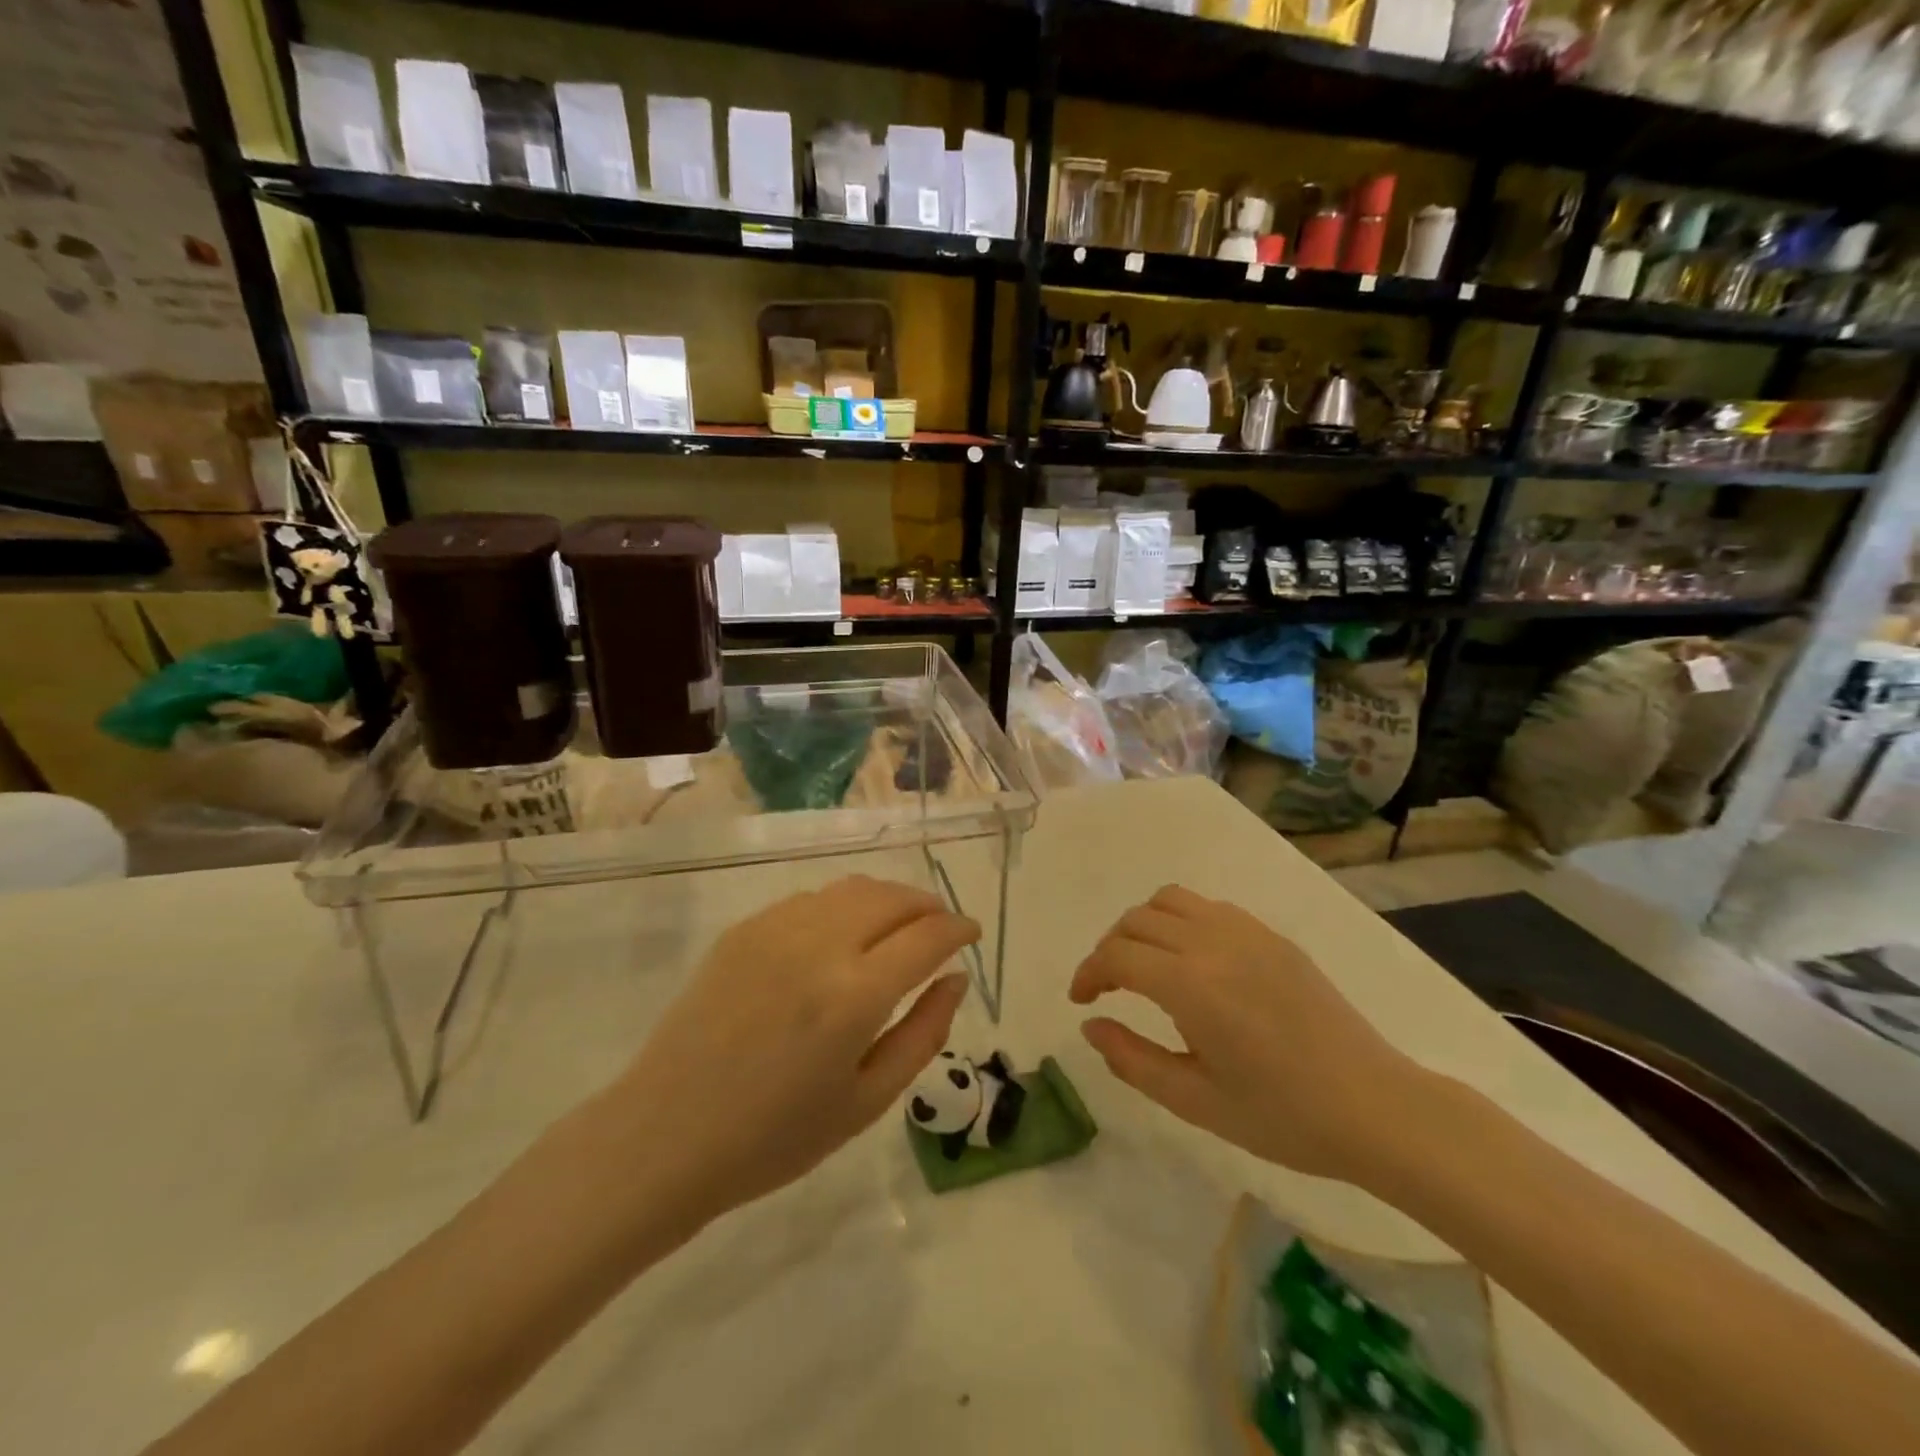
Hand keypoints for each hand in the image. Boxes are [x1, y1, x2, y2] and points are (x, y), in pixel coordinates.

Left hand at [605, 875, 978, 1224]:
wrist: (666, 1136)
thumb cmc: (775, 1137)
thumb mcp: (867, 1101)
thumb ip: (924, 1033)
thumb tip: (956, 978)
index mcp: (855, 995)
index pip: (928, 936)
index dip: (958, 929)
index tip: (971, 933)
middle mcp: (820, 945)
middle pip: (894, 898)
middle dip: (928, 906)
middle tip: (940, 928)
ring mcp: (776, 930)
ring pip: (853, 889)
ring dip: (889, 899)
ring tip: (898, 927)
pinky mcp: (745, 929)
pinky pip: (812, 900)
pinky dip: (844, 907)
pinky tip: (842, 937)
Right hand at [1071, 885, 1427, 1184]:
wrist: (1375, 1108)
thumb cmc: (1282, 1116)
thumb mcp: (1196, 1102)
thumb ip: (1132, 1059)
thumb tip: (1091, 1025)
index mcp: (1191, 986)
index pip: (1117, 956)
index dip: (1088, 973)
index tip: (1081, 1000)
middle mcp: (1213, 943)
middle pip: (1137, 921)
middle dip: (1109, 949)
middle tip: (1106, 987)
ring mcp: (1247, 932)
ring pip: (1171, 900)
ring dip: (1143, 925)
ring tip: (1144, 964)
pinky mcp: (1272, 936)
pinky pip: (1209, 908)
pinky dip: (1181, 920)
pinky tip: (1191, 960)